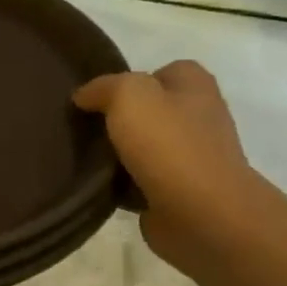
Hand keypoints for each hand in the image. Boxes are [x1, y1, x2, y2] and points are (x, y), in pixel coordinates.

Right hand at [74, 60, 269, 272]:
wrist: (202, 214)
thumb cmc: (169, 145)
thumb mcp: (129, 96)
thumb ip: (103, 87)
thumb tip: (84, 96)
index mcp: (195, 87)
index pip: (162, 71)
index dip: (131, 80)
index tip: (100, 98)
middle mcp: (199, 117)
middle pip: (151, 110)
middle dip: (120, 118)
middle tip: (87, 127)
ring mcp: (192, 157)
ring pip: (144, 145)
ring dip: (119, 152)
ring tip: (86, 157)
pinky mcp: (180, 191)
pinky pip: (142, 179)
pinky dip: (123, 183)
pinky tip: (101, 185)